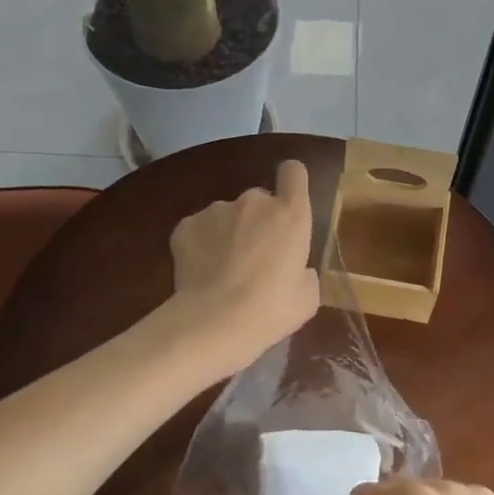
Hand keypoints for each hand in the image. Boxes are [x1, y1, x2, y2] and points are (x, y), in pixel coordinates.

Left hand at [169, 159, 320, 367]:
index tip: (288, 201)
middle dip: (258, 222)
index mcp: (291, 214)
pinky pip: (199, 229)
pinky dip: (200, 245)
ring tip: (222, 271)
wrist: (215, 322)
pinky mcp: (186, 225)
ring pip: (227, 216)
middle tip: (255, 258)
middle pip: (259, 200)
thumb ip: (304, 272)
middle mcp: (255, 201)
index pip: (294, 172)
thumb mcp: (307, 296)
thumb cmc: (271, 310)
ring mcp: (217, 209)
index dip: (291, 181)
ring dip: (228, 234)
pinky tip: (201, 274)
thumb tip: (297, 271)